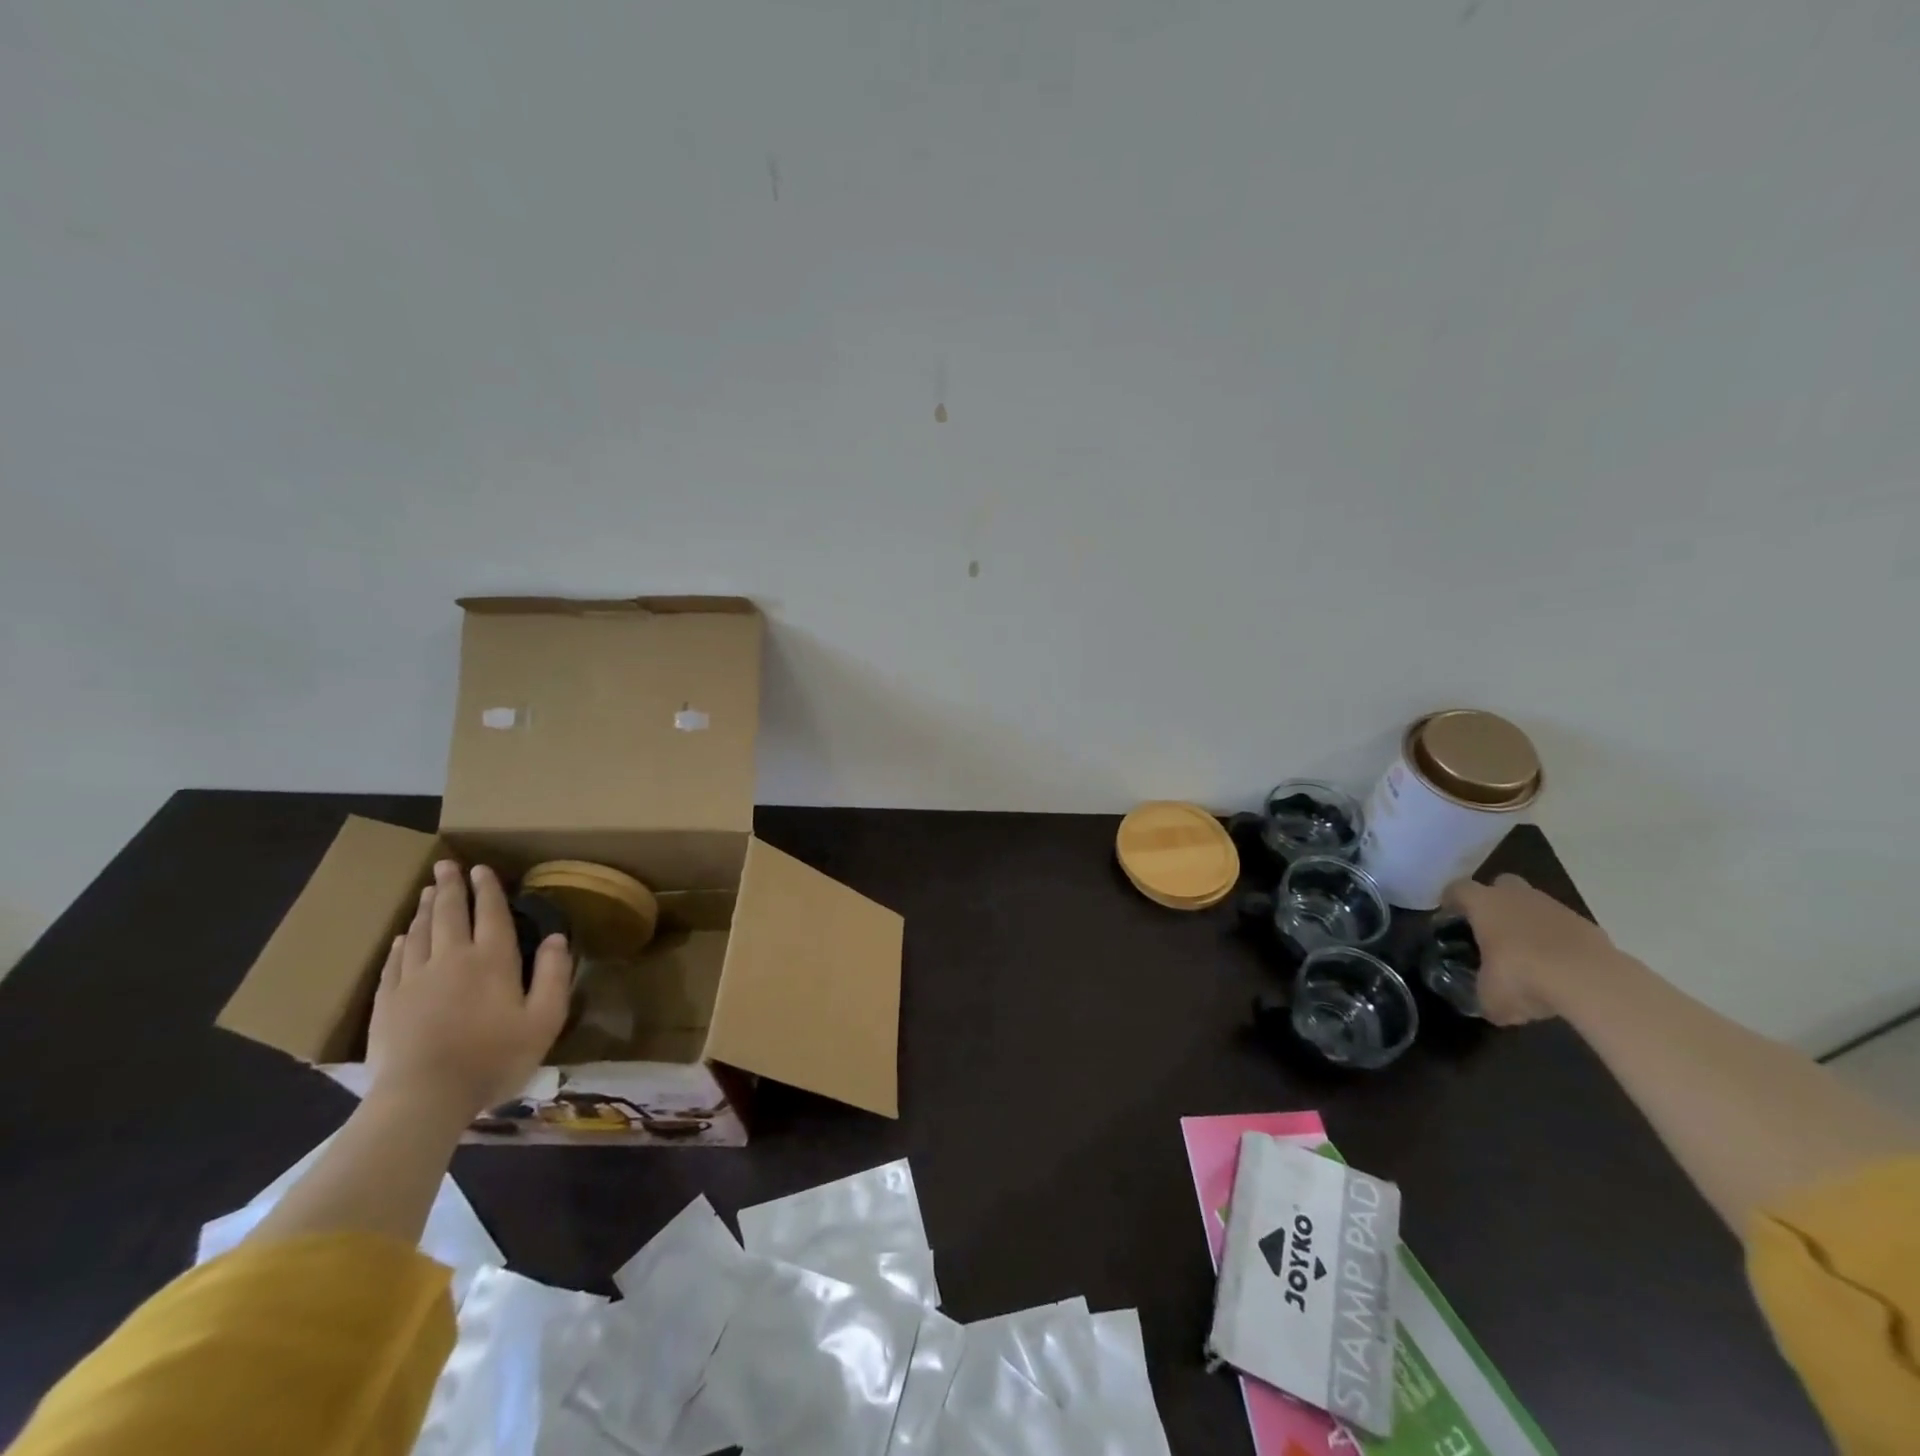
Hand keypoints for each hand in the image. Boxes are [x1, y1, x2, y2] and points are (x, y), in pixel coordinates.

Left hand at [367, 859, 573, 1121]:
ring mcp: (414, 979)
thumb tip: (558, 938)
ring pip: (420, 932)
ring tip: (427, 891)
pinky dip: (402, 943)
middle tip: (446, 865)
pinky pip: (394, 962)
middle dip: (449, 887)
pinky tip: (404, 938)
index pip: (490, 913)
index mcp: (492, 959)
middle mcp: (451, 958)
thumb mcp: (544, 1020)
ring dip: (425, 909)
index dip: (487, 889)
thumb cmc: (493, 1058)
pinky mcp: (387, 1002)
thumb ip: (554, 975)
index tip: (481, 869)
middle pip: (448, 913)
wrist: (423, 1098)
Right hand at [1442, 873, 1620, 1025]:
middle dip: (1496, 901)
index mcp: (1484, 904)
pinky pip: (1564, 928)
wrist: (1592, 981)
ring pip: (1535, 906)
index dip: (1451, 900)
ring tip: (1528, 956)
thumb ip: (1483, 993)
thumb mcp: (1490, 996)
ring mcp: (1557, 909)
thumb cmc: (1523, 976)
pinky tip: (1559, 969)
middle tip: (1491, 928)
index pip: (1458, 888)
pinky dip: (1559, 942)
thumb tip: (1486, 1003)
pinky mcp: (1589, 926)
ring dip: (1529, 923)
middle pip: (1502, 885)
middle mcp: (1518, 897)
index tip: (1449, 916)